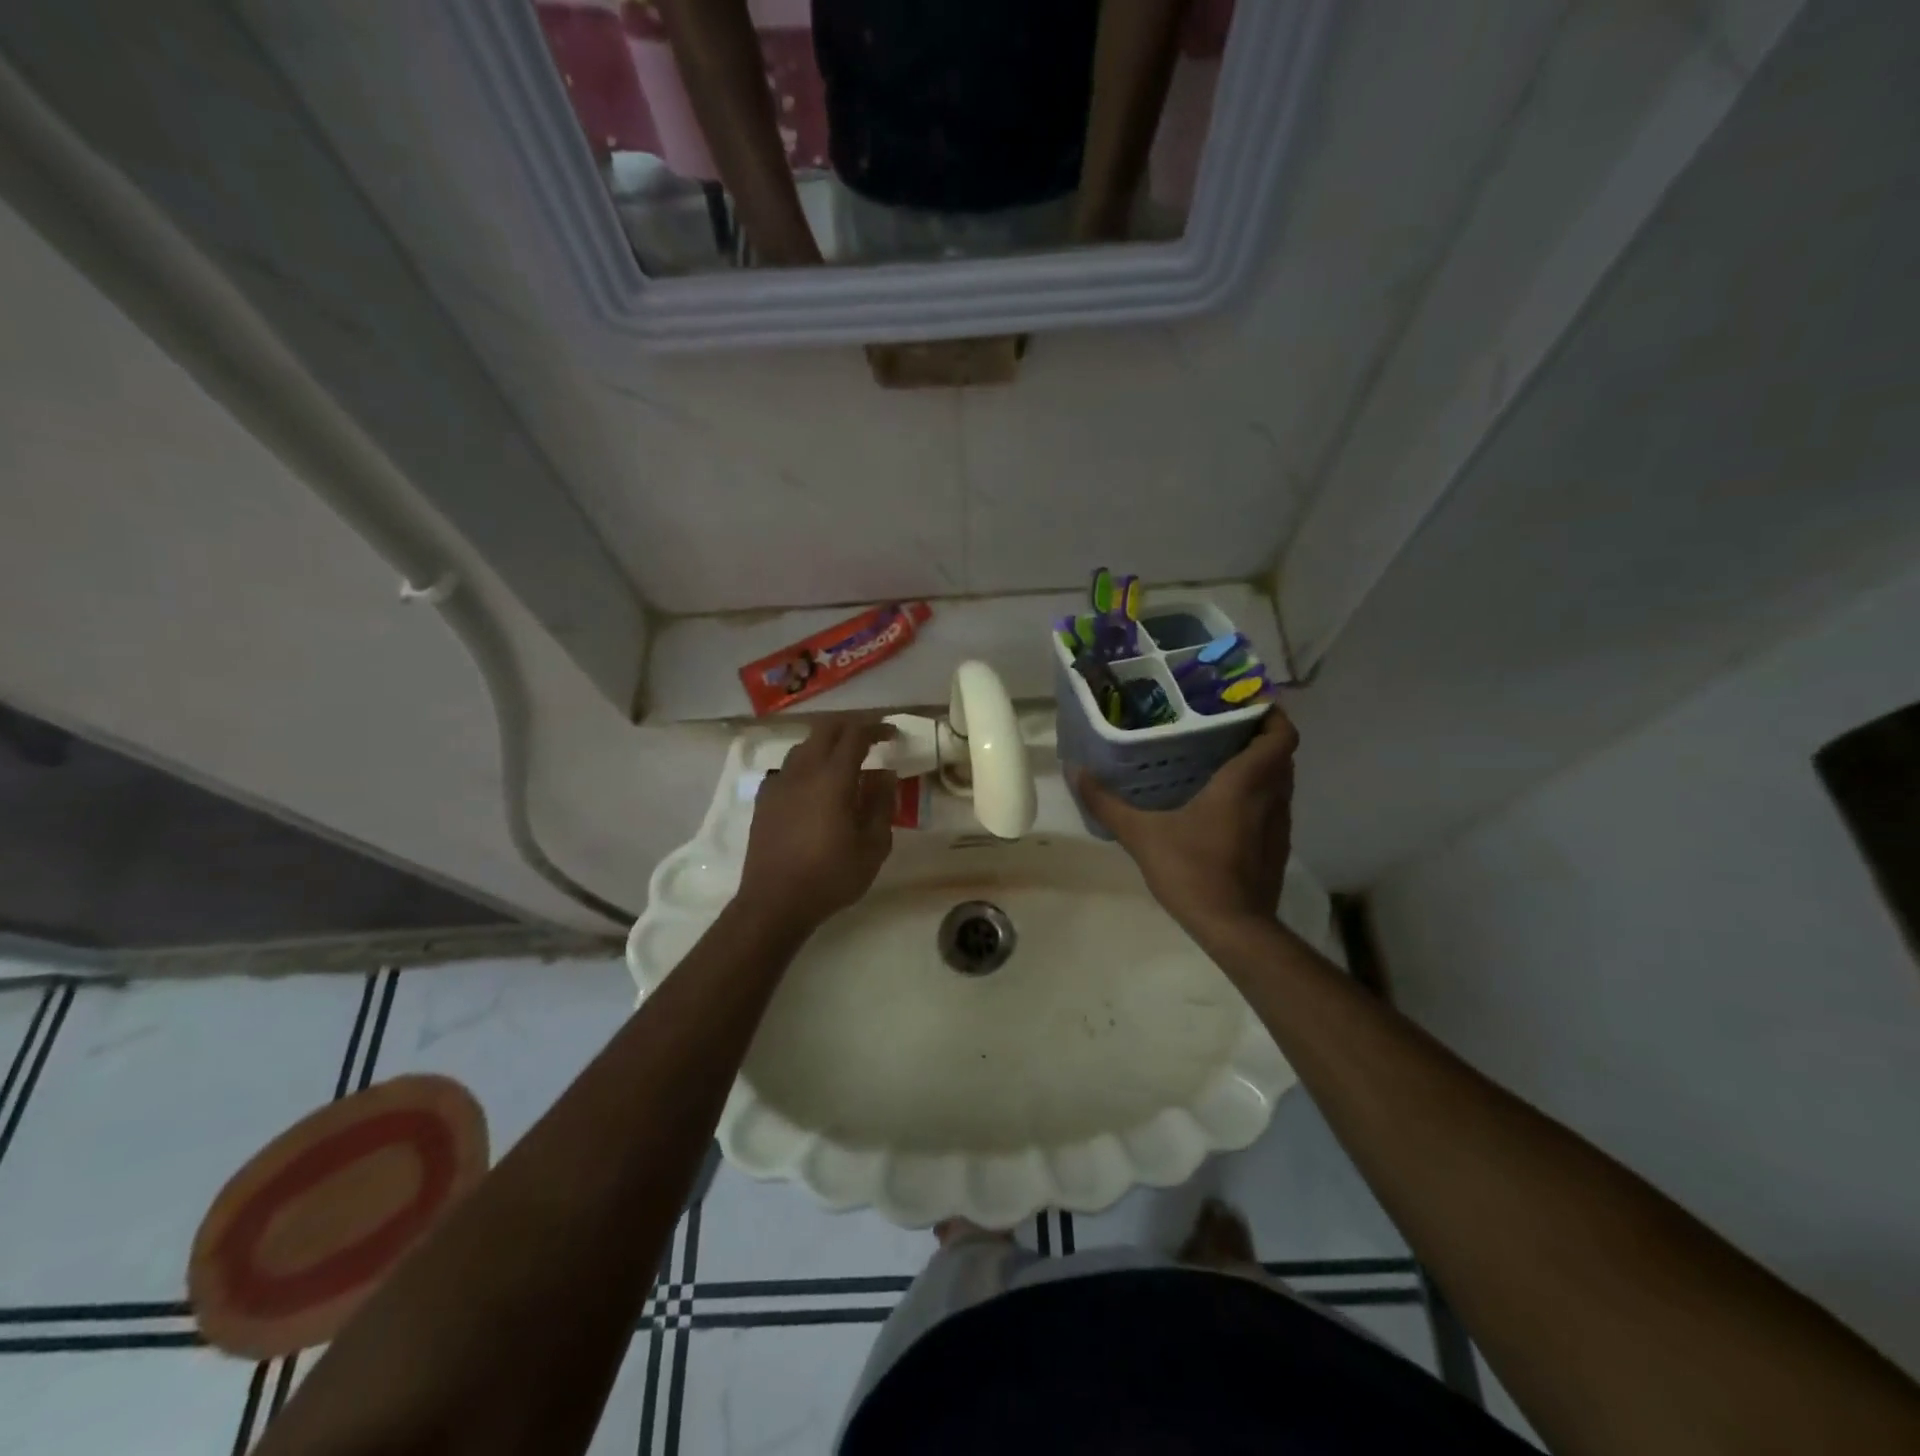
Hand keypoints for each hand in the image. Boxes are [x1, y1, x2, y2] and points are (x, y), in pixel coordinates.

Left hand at [736, 718, 896, 935]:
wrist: (774, 902)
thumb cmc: (831, 876)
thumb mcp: (872, 846)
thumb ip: (881, 804)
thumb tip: (885, 775)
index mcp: (833, 778)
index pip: (856, 735)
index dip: (877, 728)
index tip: (893, 734)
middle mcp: (803, 771)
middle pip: (826, 729)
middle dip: (851, 727)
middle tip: (871, 739)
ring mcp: (779, 783)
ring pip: (804, 746)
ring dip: (827, 745)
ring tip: (844, 763)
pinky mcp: (764, 799)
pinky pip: (788, 769)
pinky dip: (806, 766)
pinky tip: (813, 787)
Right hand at [1073, 705, 1298, 934]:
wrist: (1234, 929)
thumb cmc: (1193, 871)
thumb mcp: (1141, 835)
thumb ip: (1107, 803)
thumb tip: (1075, 771)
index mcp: (1246, 783)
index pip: (1281, 734)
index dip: (1271, 713)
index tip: (1244, 703)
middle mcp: (1271, 798)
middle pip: (1281, 754)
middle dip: (1258, 736)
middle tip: (1220, 728)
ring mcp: (1279, 825)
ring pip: (1279, 782)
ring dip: (1260, 767)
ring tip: (1219, 760)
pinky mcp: (1276, 848)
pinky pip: (1273, 807)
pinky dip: (1257, 796)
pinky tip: (1222, 806)